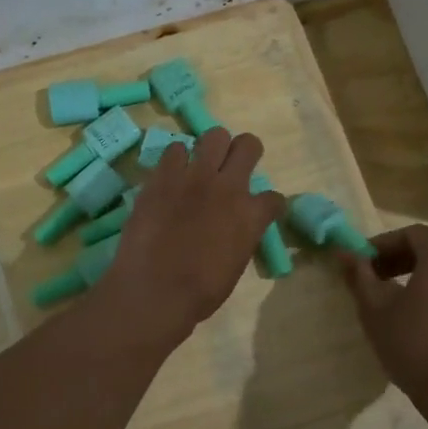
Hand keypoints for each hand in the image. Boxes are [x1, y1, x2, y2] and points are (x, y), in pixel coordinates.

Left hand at [92, 127, 286, 349]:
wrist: (154, 291)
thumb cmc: (198, 293)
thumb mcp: (234, 266)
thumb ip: (240, 237)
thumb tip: (235, 228)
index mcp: (252, 216)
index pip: (274, 197)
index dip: (267, 204)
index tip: (259, 209)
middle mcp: (229, 187)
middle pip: (248, 145)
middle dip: (244, 152)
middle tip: (231, 167)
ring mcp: (195, 176)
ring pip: (214, 135)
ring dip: (210, 148)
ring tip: (199, 165)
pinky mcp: (164, 175)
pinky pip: (174, 148)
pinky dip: (176, 159)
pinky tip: (171, 174)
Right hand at [338, 225, 427, 413]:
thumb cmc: (414, 346)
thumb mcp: (375, 311)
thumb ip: (360, 276)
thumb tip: (344, 252)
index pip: (413, 234)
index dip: (384, 243)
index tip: (365, 263)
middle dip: (403, 263)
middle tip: (378, 283)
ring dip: (426, 286)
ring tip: (402, 311)